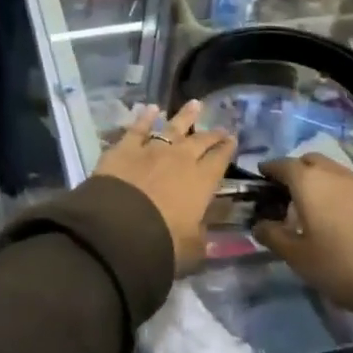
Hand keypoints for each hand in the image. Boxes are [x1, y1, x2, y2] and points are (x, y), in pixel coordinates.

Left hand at [94, 102, 236, 274]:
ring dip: (185, 116)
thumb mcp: (192, 248)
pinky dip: (145, 117)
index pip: (219, 161)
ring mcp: (152, 149)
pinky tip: (151, 108)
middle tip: (221, 127)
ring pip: (172, 127)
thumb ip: (201, 235)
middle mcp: (180, 159)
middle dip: (212, 133)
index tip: (233, 140)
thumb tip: (205, 228)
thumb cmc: (163, 242)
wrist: (119, 227)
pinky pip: (138, 128)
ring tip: (195, 104)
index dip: (227, 149)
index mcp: (201, 182)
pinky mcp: (125, 147)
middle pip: (200, 141)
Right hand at [254, 150, 352, 315]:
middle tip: (287, 192)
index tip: (261, 178)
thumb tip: (258, 224)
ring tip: (315, 189)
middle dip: (296, 170)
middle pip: (309, 162)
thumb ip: (272, 236)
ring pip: (335, 167)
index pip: (282, 165)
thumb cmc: (338, 266)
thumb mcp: (297, 257)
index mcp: (307, 183)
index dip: (269, 169)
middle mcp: (333, 174)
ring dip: (322, 173)